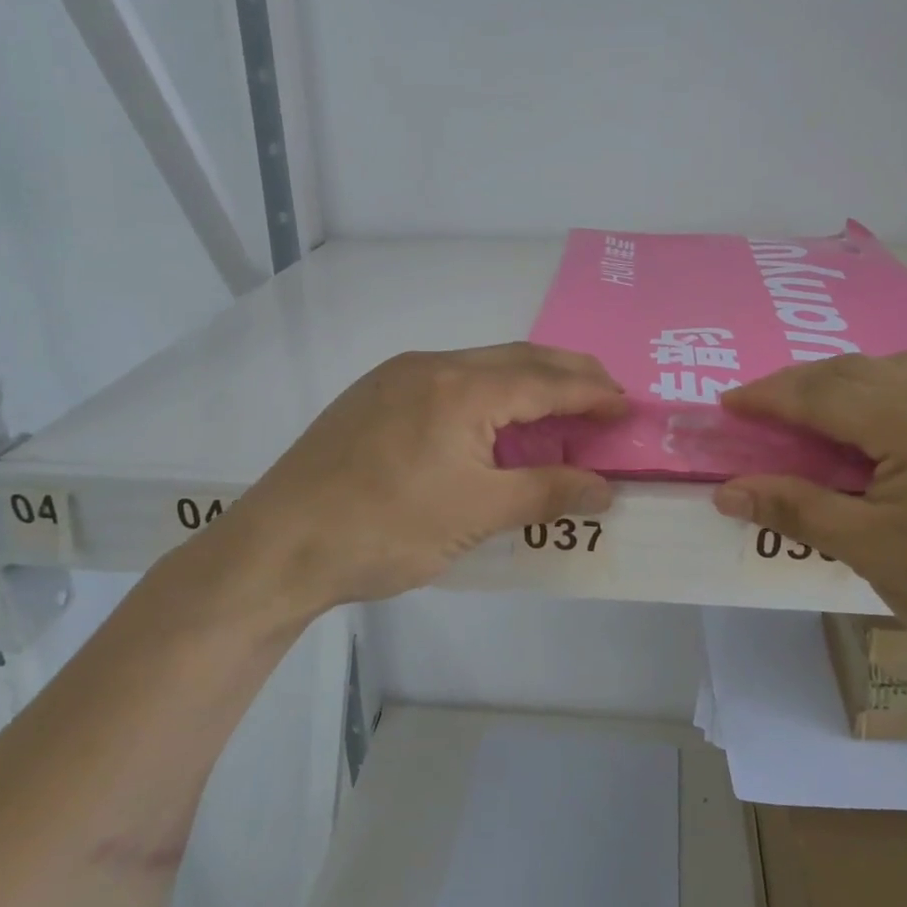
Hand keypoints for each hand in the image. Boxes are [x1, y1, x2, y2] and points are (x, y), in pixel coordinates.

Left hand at [191, 344, 626, 613]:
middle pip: (517, 359)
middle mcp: (430, 365)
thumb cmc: (385, 531)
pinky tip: (493, 422)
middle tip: (606, 396)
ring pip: (481, 366)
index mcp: (460, 388)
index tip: (628, 405)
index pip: (546, 380)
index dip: (593, 392)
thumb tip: (605, 489)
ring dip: (527, 382)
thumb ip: (547, 492)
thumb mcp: (477, 515)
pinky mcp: (374, 396)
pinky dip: (488, 393)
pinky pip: (450, 380)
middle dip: (568, 375)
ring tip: (559, 409)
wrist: (278, 546)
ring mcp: (396, 377)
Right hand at [713, 353, 906, 693]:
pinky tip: (891, 423)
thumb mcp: (874, 553)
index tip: (726, 404)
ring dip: (850, 383)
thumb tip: (728, 492)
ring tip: (821, 413)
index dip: (768, 396)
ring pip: (902, 371)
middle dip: (802, 385)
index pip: (823, 393)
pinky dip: (894, 392)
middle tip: (763, 411)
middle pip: (859, 371)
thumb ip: (797, 509)